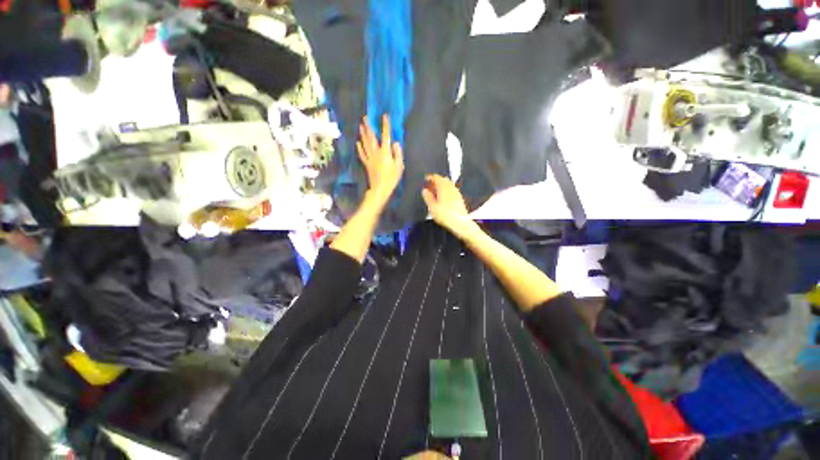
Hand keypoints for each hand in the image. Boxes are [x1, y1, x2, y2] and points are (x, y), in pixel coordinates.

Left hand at [357, 114, 403, 204]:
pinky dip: (359, 148)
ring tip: (360, 126)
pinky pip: (362, 154)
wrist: (380, 189)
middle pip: (371, 137)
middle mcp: (376, 153)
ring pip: (365, 144)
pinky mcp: (367, 164)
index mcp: (385, 152)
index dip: (385, 125)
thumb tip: (396, 143)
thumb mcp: (399, 166)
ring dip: (363, 134)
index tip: (385, 116)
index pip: (386, 136)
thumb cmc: (392, 178)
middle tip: (365, 117)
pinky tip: (357, 143)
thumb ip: (398, 154)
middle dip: (369, 127)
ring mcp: (370, 158)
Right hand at [421, 174, 474, 236]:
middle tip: (430, 185)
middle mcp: (451, 187)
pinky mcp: (459, 198)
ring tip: (435, 191)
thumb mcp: (432, 207)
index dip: (430, 177)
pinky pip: (451, 189)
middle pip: (443, 179)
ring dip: (441, 185)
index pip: (436, 177)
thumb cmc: (445, 215)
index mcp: (443, 187)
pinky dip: (446, 190)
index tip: (426, 178)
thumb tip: (424, 190)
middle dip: (436, 180)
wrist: (460, 222)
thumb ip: (428, 197)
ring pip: (448, 184)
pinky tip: (443, 197)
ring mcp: (456, 192)